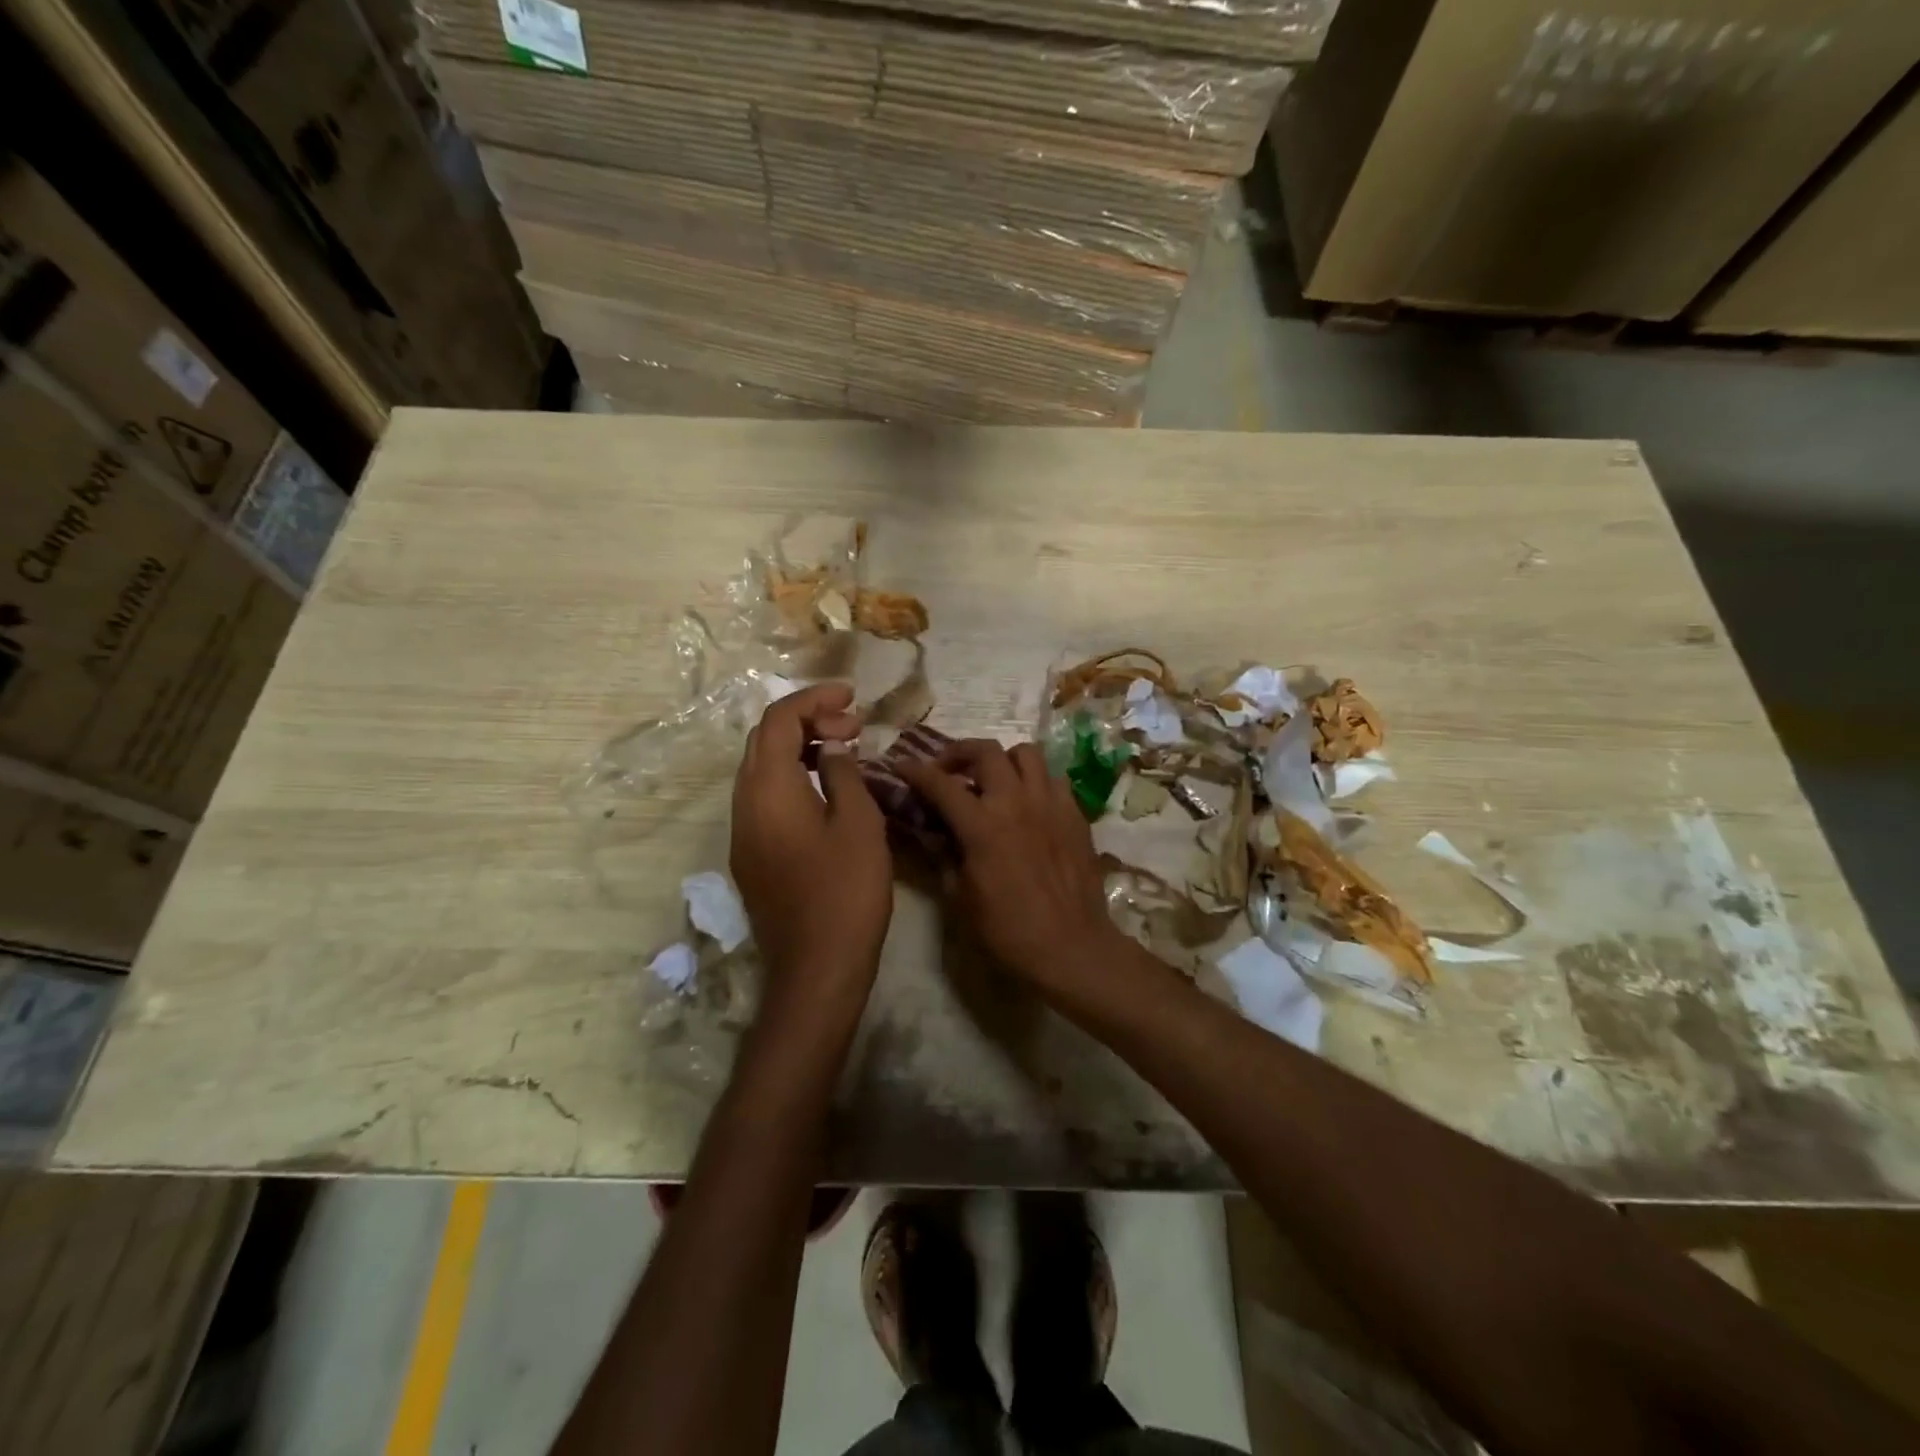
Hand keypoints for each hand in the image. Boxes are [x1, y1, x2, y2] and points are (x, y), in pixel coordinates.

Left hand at [731, 683, 892, 1002]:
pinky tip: (828, 788)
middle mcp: (744, 803)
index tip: (852, 696)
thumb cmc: (846, 892)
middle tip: (854, 724)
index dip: (814, 698)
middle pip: (764, 740)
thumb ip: (843, 774)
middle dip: (807, 720)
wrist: (816, 968)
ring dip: (800, 748)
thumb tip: (833, 748)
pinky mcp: (751, 855)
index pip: (778, 720)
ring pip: (763, 769)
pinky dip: (794, 777)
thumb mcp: (858, 823)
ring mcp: (743, 832)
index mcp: (769, 788)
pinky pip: (766, 797)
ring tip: (846, 748)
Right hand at [897, 739, 1126, 994]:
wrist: (1070, 948)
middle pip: (985, 751)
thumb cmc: (1007, 931)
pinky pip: (1054, 779)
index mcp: (982, 826)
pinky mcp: (1076, 814)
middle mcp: (1017, 802)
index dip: (915, 770)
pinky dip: (1035, 781)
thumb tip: (933, 832)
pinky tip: (1029, 803)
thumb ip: (943, 855)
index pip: (941, 784)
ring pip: (1026, 753)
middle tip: (949, 771)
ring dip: (1003, 760)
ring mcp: (1051, 804)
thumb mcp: (960, 897)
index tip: (901, 765)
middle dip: (959, 753)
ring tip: (994, 780)